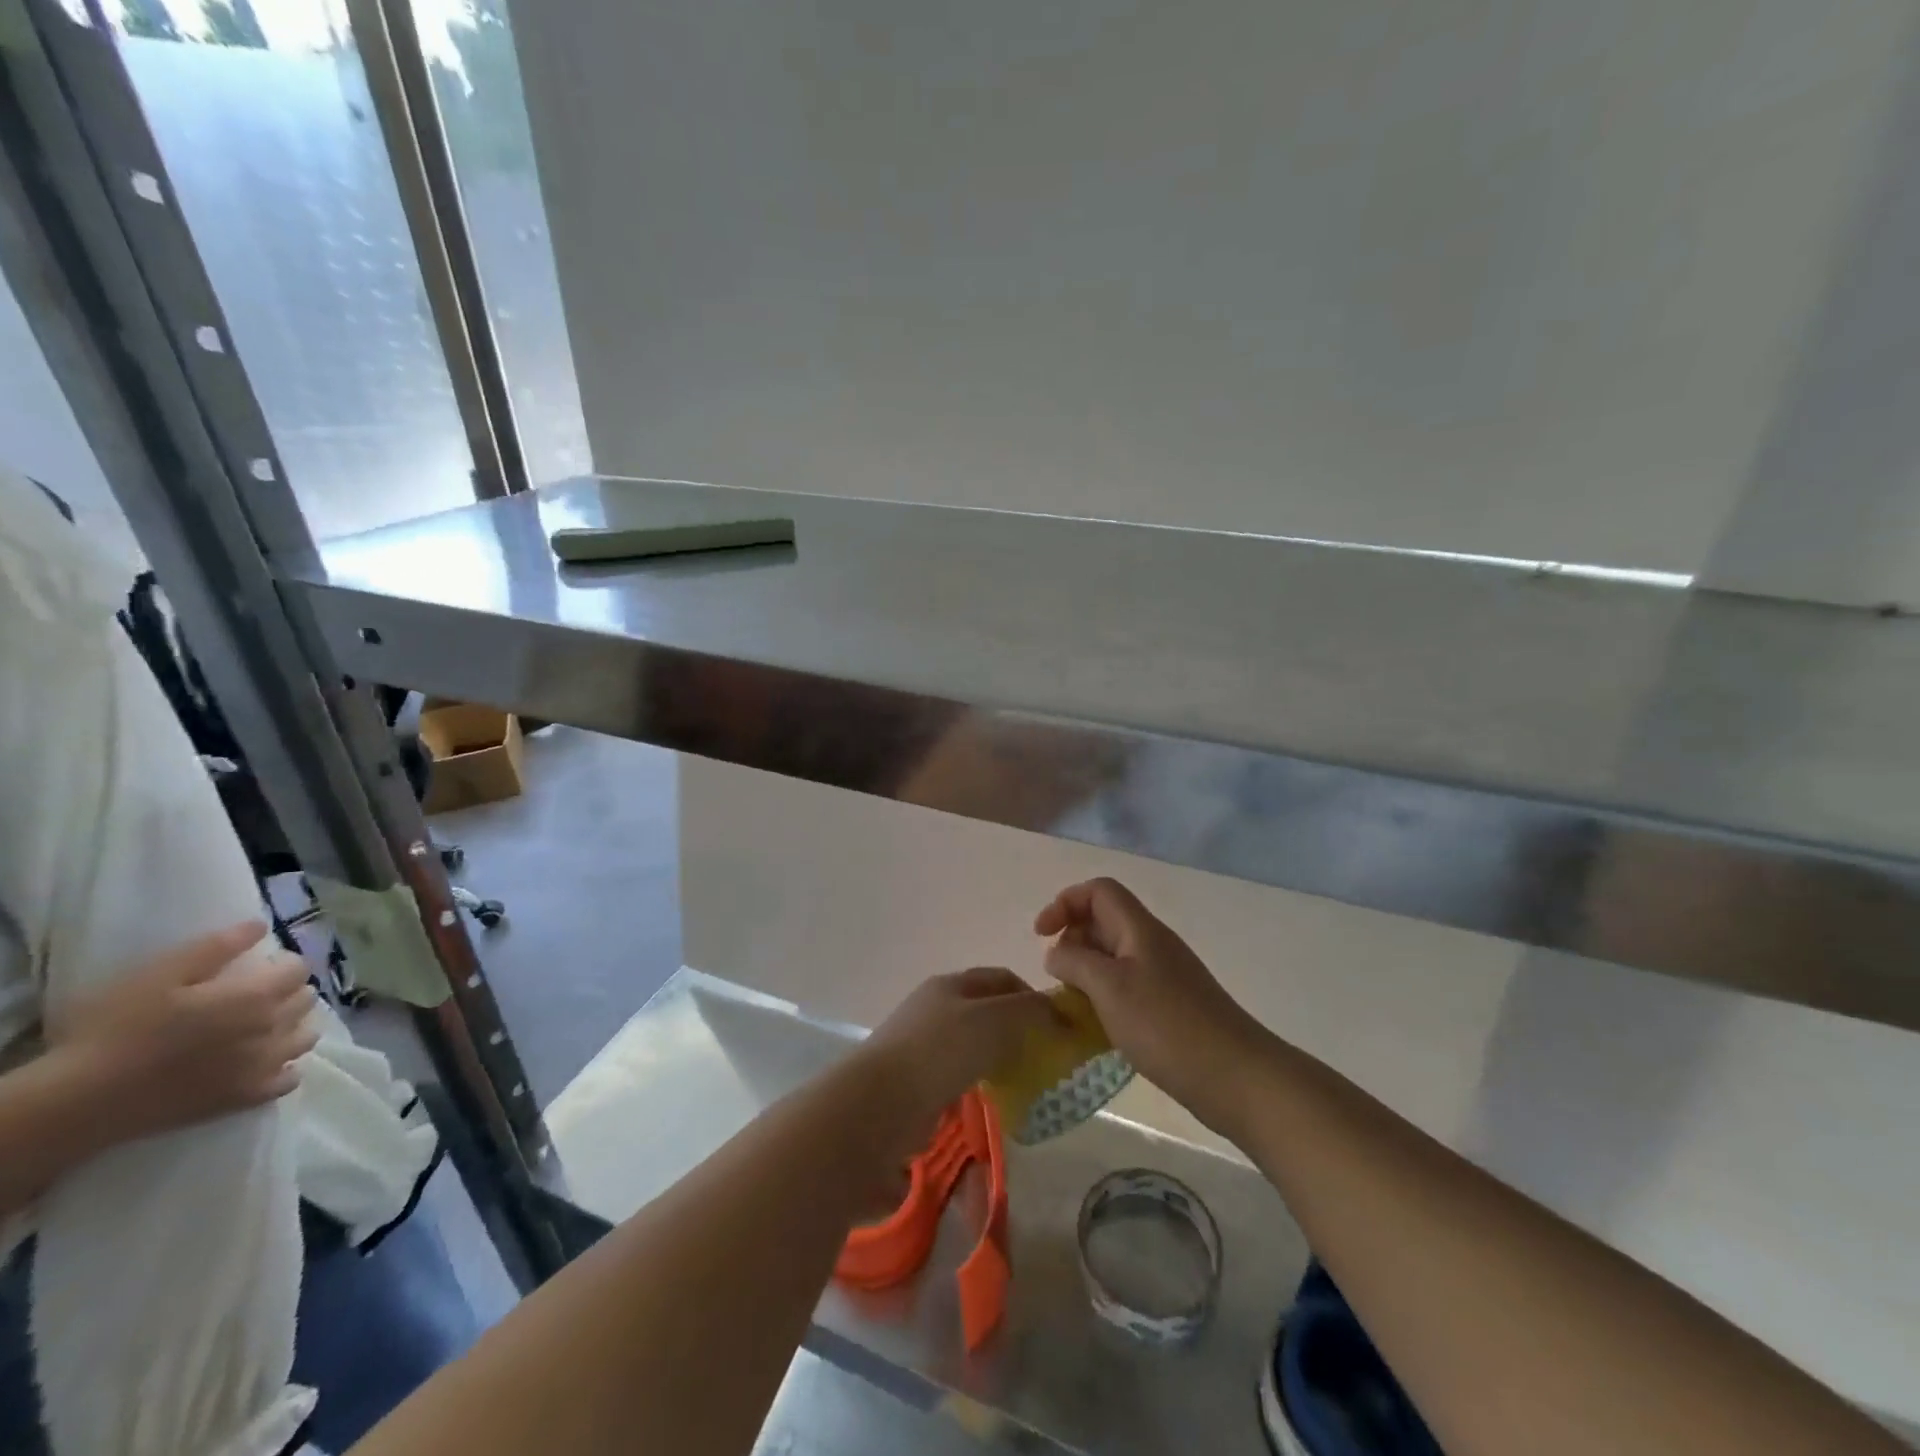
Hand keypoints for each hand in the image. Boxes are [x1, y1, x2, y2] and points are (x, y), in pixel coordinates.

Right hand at [46, 923, 319, 1143]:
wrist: (81, 1099)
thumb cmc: (118, 1029)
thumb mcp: (162, 974)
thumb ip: (219, 946)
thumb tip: (260, 925)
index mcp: (257, 996)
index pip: (298, 969)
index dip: (282, 964)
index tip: (259, 968)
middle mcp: (273, 1028)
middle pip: (305, 1000)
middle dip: (289, 992)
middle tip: (257, 996)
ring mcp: (265, 1066)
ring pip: (306, 1036)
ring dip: (293, 1027)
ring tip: (263, 1027)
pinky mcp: (247, 1098)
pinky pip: (289, 1079)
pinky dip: (285, 1068)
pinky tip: (263, 1064)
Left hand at [854, 967, 1058, 1151]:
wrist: (880, 1102)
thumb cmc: (941, 1051)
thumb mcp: (995, 1020)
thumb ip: (1030, 1012)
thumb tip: (1057, 1014)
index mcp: (951, 984)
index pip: (1001, 978)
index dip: (1032, 995)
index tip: (1058, 1025)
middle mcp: (935, 1007)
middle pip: (986, 1010)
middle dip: (1018, 1030)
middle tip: (1045, 1057)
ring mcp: (922, 1044)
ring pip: (973, 1045)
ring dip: (1000, 1059)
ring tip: (1024, 1083)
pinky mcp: (916, 1081)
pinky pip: (958, 1076)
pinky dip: (980, 1084)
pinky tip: (993, 1101)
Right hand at [1035, 878, 1266, 1131]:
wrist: (1237, 1077)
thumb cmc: (1167, 1026)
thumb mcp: (1109, 988)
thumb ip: (1074, 962)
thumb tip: (1056, 953)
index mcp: (1139, 929)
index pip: (1098, 891)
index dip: (1065, 902)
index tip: (1041, 935)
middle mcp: (1152, 944)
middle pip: (1104, 920)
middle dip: (1072, 939)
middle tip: (1058, 977)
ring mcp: (1165, 976)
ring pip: (1113, 956)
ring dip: (1086, 971)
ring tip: (1072, 1004)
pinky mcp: (1171, 1007)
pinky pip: (1127, 986)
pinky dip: (1104, 996)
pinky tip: (1098, 1028)